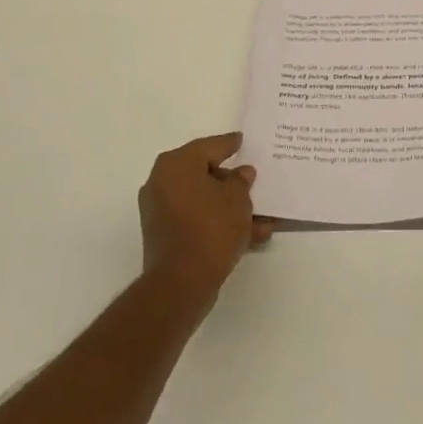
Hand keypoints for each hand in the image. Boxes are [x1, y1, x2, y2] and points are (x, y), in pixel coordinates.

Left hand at [138, 133, 272, 303]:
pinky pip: (197, 220)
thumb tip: (240, 173)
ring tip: (261, 218)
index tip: (242, 140)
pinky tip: (250, 235)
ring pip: (204, 201)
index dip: (229, 144)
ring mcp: (161, 210)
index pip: (209, 146)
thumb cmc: (211, 228)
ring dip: (230, 208)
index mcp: (176, 164)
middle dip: (232, 181)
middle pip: (204, 174)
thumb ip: (241, 181)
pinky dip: (219, 223)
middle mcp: (163, 182)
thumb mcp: (237, 198)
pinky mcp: (165, 235)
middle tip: (253, 181)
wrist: (181, 282)